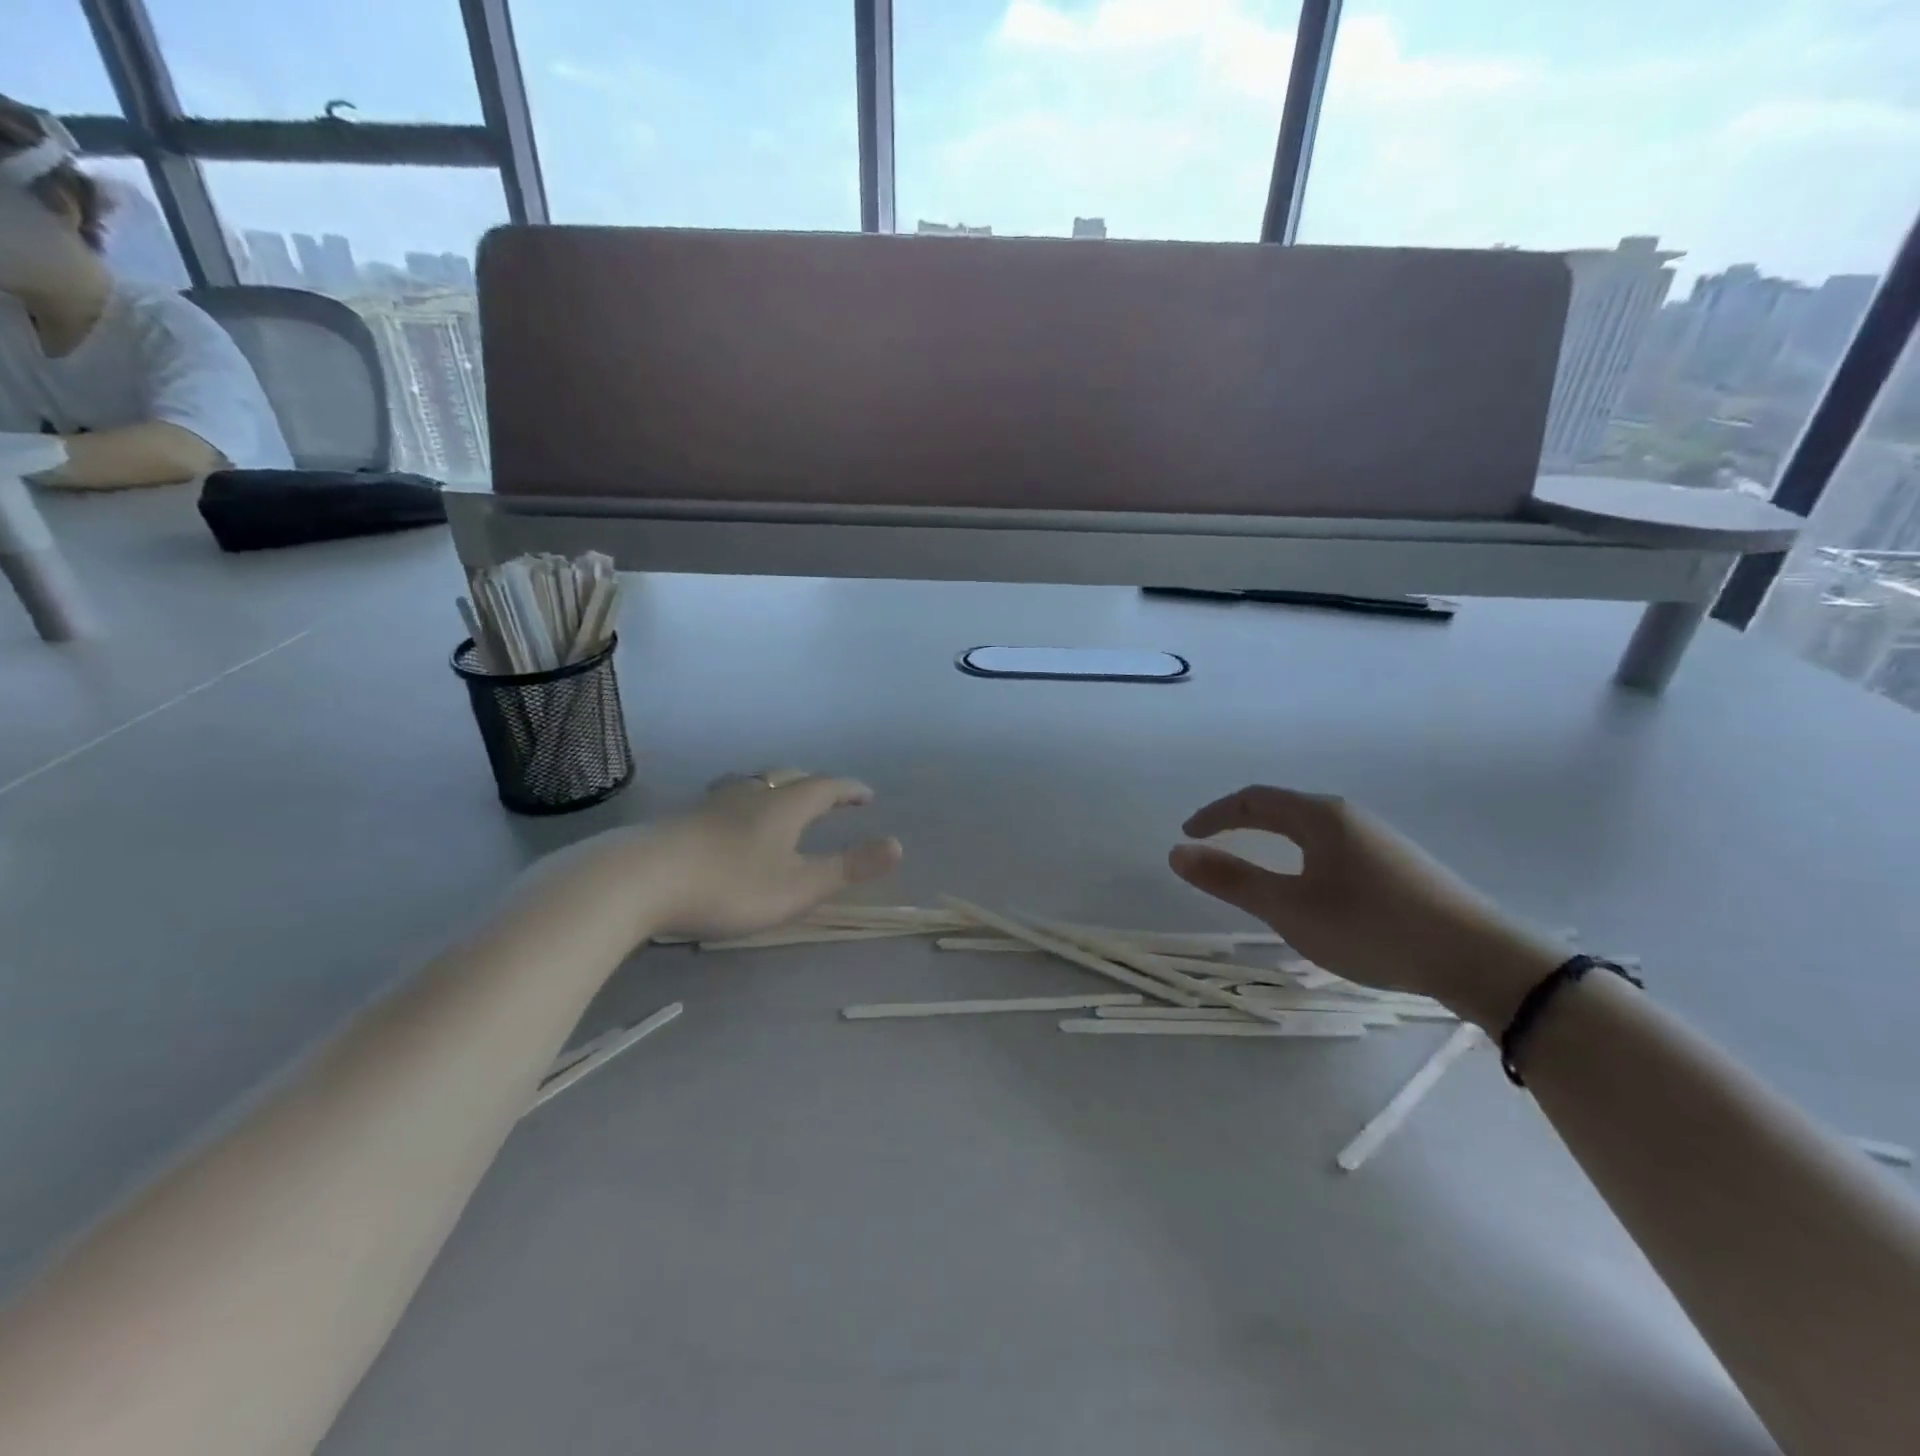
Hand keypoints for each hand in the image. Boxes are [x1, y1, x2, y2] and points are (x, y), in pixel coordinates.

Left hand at [578, 771, 901, 943]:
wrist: (639, 880)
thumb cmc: (730, 885)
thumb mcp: (799, 886)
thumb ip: (848, 867)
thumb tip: (898, 845)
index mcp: (785, 805)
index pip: (827, 787)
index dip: (850, 790)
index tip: (867, 796)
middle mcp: (751, 793)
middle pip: (788, 778)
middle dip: (814, 786)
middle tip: (829, 797)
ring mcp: (712, 803)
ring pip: (752, 784)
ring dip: (774, 789)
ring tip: (778, 800)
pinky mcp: (681, 819)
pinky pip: (724, 800)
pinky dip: (742, 804)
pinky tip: (727, 823)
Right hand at [1169, 785, 1561, 1025]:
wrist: (1481, 960)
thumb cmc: (1373, 928)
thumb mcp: (1291, 909)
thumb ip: (1232, 880)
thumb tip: (1178, 853)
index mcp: (1320, 817)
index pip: (1253, 800)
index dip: (1215, 814)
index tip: (1187, 835)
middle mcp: (1350, 817)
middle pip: (1283, 809)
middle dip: (1242, 824)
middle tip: (1213, 848)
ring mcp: (1379, 840)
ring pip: (1311, 830)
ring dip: (1274, 841)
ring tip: (1257, 869)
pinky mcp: (1399, 867)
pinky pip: (1334, 849)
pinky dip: (1302, 857)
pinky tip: (1313, 890)